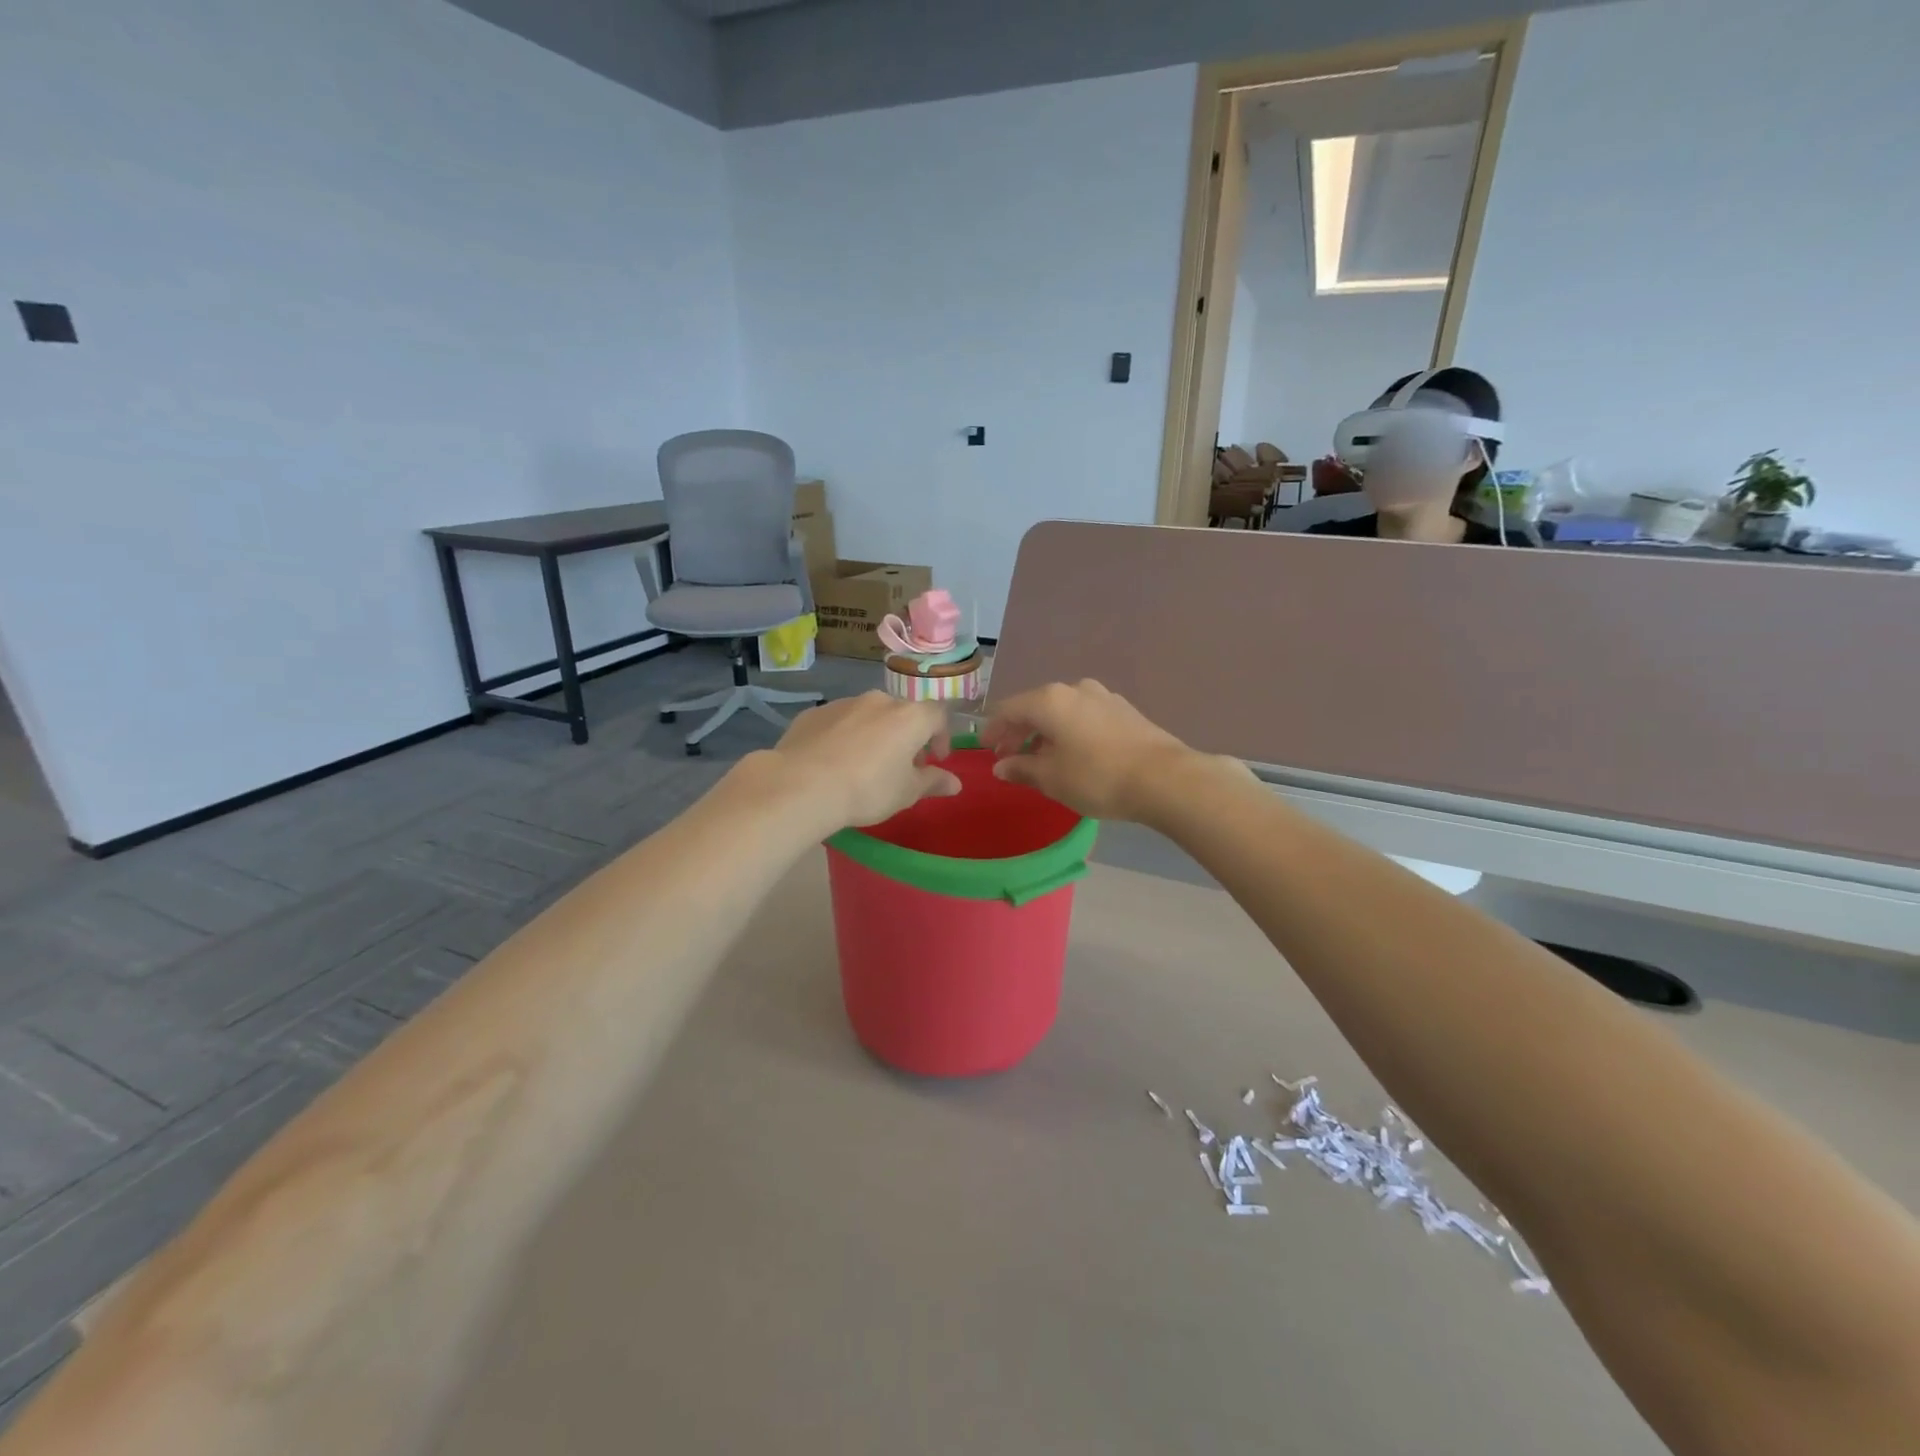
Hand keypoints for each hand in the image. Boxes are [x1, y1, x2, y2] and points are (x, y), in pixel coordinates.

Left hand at [770, 692, 959, 830]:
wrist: (802, 785)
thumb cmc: (867, 789)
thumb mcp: (906, 792)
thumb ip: (933, 782)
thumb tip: (955, 783)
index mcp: (910, 717)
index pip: (938, 715)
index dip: (941, 737)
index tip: (935, 761)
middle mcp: (879, 701)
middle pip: (902, 713)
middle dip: (907, 737)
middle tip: (901, 766)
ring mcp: (844, 703)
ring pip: (869, 715)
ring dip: (875, 734)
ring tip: (865, 765)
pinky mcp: (814, 713)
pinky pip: (839, 722)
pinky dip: (844, 736)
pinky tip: (834, 761)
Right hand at [980, 680, 1214, 822]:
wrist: (1165, 778)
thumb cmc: (1097, 777)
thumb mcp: (1051, 778)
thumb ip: (1021, 768)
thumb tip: (1001, 765)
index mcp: (1049, 699)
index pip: (1008, 709)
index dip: (993, 730)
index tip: (986, 750)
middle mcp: (1074, 688)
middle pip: (1035, 707)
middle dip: (1019, 732)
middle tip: (1009, 757)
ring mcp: (1103, 696)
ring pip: (1062, 711)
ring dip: (1046, 733)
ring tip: (1042, 759)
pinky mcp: (1124, 710)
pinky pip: (1084, 717)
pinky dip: (1070, 732)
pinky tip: (1073, 754)